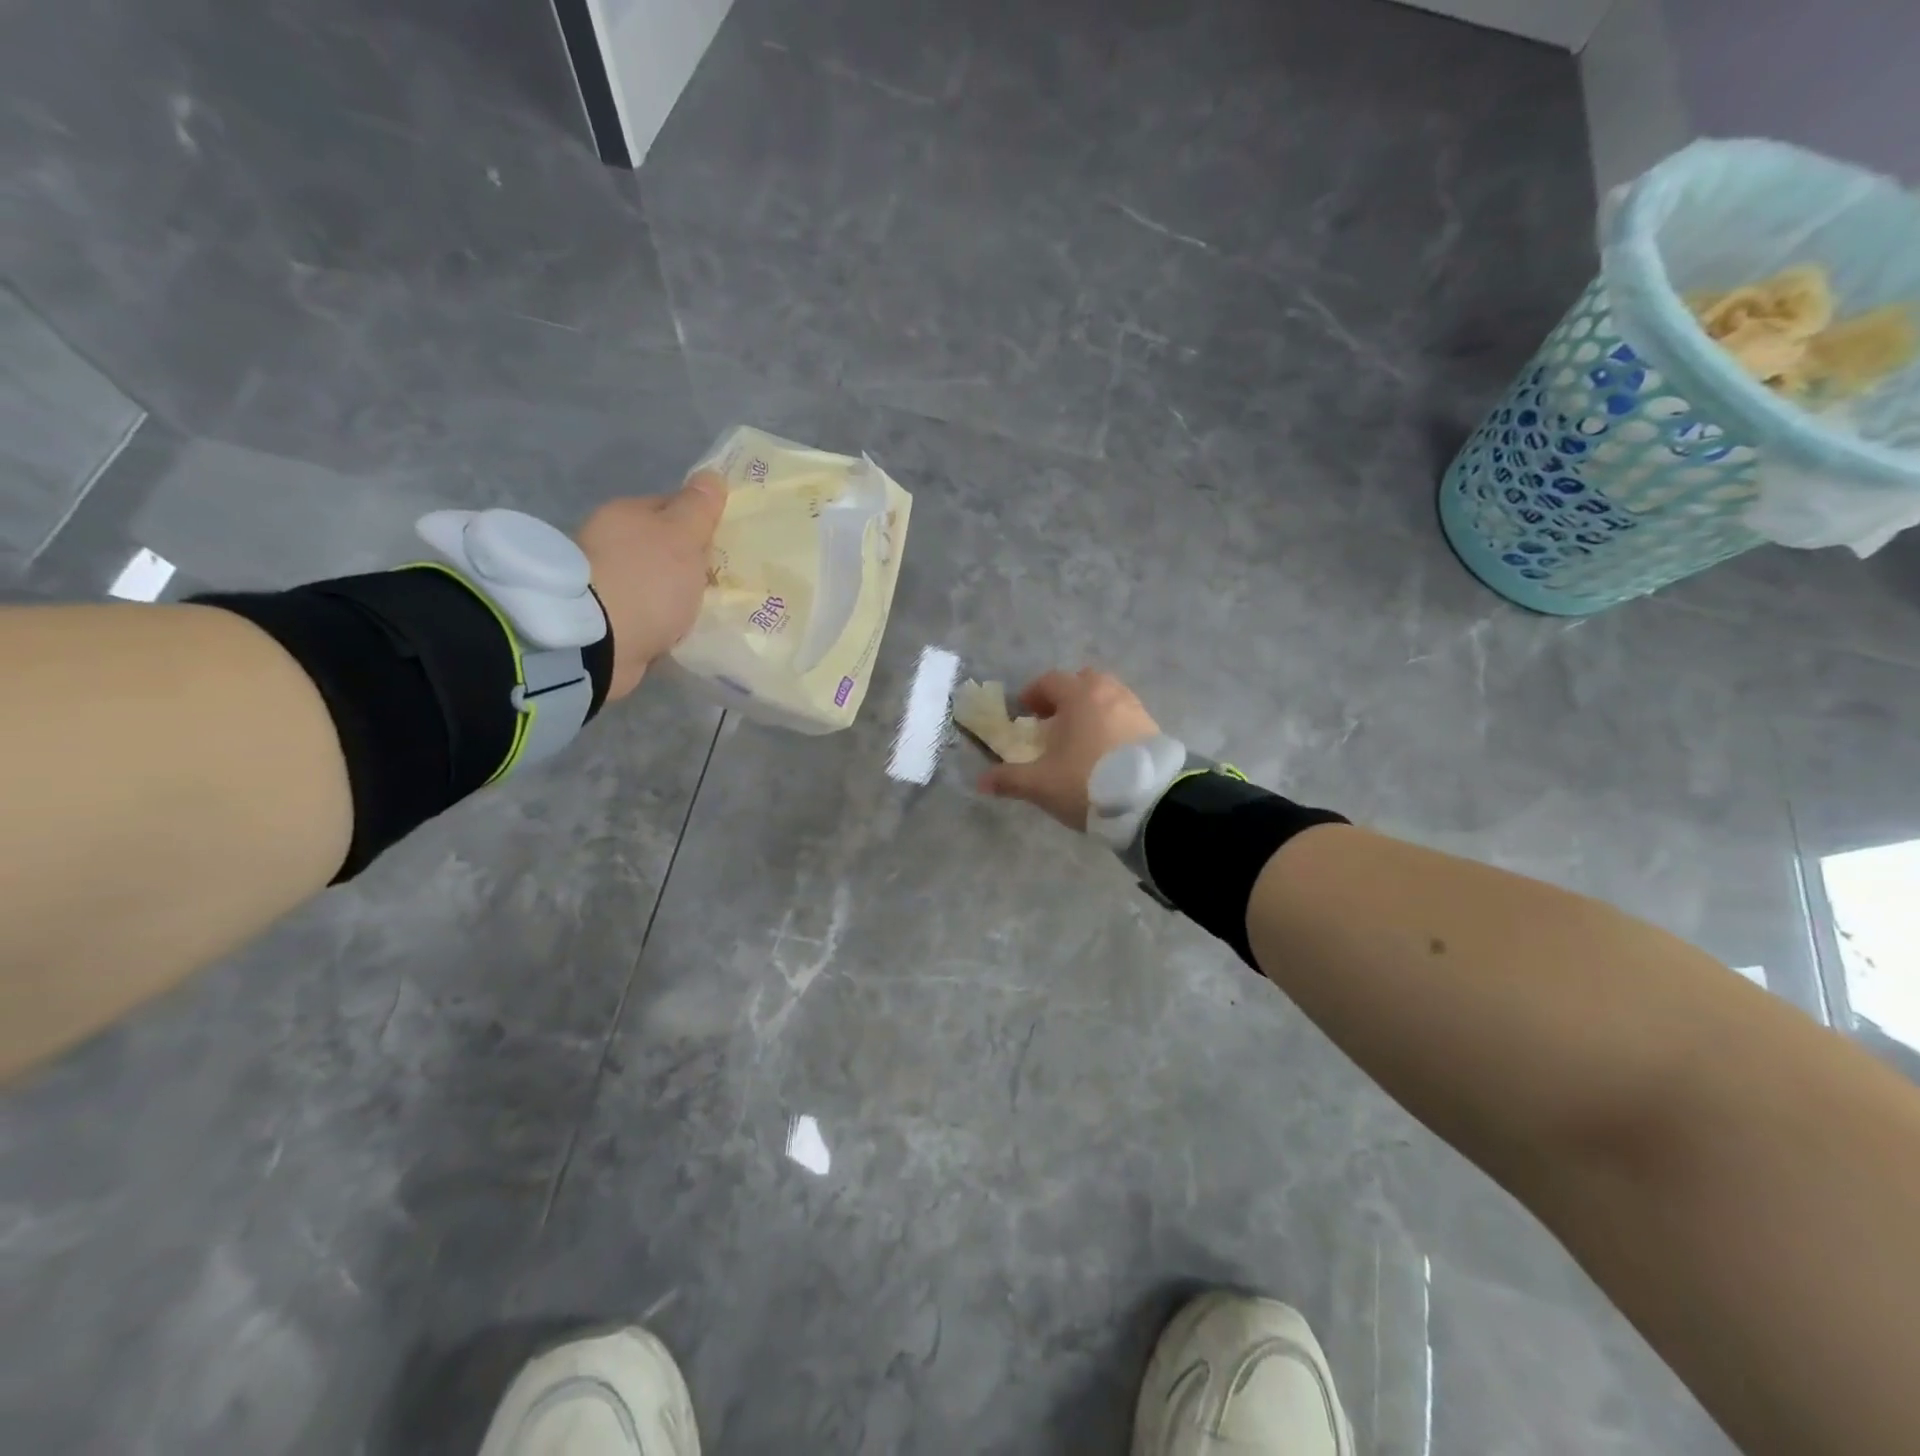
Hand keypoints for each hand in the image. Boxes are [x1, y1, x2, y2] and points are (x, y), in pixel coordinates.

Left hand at [575, 470, 726, 701]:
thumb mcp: (681, 537)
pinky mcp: (605, 620)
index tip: (725, 546)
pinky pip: (646, 614)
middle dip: (689, 563)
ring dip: (675, 595)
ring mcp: (605, 583)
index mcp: (625, 514)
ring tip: (704, 612)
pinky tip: (680, 631)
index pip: (671, 507)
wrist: (598, 642)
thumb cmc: (646, 581)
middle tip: (721, 582)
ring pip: (655, 582)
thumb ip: (698, 508)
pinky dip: (662, 621)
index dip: (700, 523)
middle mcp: (609, 543)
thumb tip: (712, 476)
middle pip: (662, 547)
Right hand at [978, 669, 1159, 829]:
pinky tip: (1105, 750)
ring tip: (1080, 737)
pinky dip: (1111, 723)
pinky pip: (1125, 714)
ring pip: (1107, 696)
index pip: (1050, 681)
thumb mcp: (1041, 785)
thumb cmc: (1088, 782)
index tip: (1024, 712)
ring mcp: (1135, 708)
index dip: (1033, 694)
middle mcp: (1109, 693)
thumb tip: (981, 781)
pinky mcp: (1154, 727)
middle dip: (1066, 696)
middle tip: (1053, 721)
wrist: (1151, 801)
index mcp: (1079, 696)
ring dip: (1091, 709)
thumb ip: (1010, 779)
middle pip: (1083, 681)